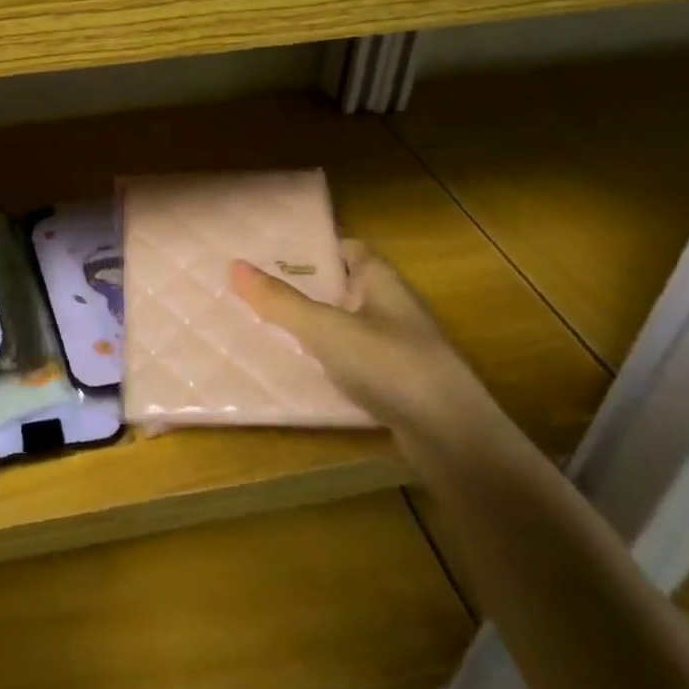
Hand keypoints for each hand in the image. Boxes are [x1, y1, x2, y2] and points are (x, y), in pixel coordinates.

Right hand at [230, 239, 496, 444]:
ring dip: (314, 327)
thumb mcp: (326, 329)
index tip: (274, 251)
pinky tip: (299, 371)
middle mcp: (392, 307)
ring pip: (346, 326)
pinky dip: (328, 362)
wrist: (454, 441)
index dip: (315, 247)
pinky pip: (353, 362)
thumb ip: (280, 300)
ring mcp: (398, 348)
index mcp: (381, 281)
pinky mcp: (398, 386)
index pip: (348, 248)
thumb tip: (233, 265)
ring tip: (266, 326)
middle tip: (257, 287)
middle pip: (342, 287)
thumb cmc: (390, 365)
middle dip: (305, 287)